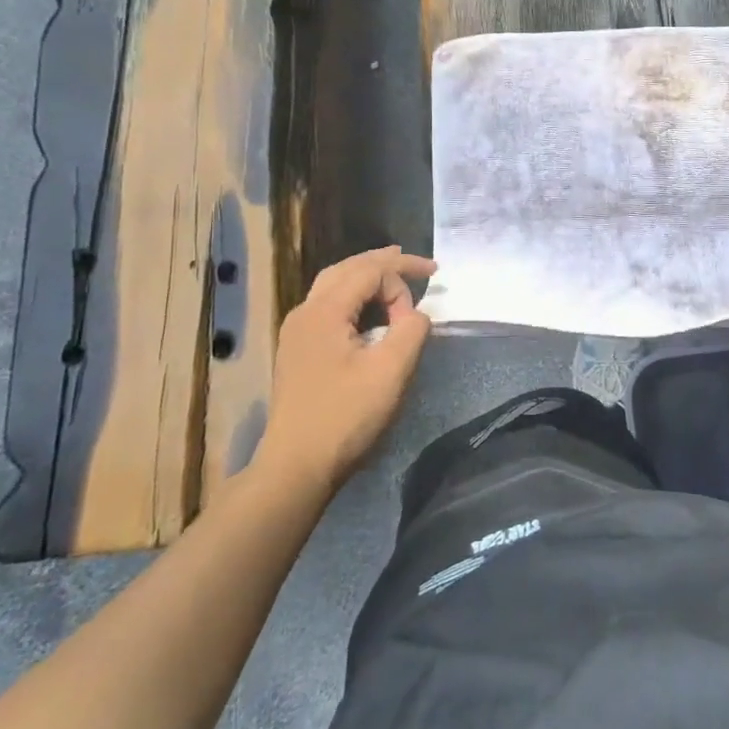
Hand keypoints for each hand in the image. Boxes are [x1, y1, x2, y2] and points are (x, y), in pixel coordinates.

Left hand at [253, 247, 435, 497]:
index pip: (369, 271)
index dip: (404, 272)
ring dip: (366, 276)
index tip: (432, 286)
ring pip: (333, 286)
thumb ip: (412, 330)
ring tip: (395, 276)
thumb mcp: (392, 370)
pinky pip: (328, 306)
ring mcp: (297, 332)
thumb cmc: (346, 416)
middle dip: (383, 262)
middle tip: (417, 263)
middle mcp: (305, 313)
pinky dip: (354, 296)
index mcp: (324, 311)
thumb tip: (415, 314)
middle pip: (346, 269)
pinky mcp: (298, 351)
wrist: (296, 466)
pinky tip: (370, 310)